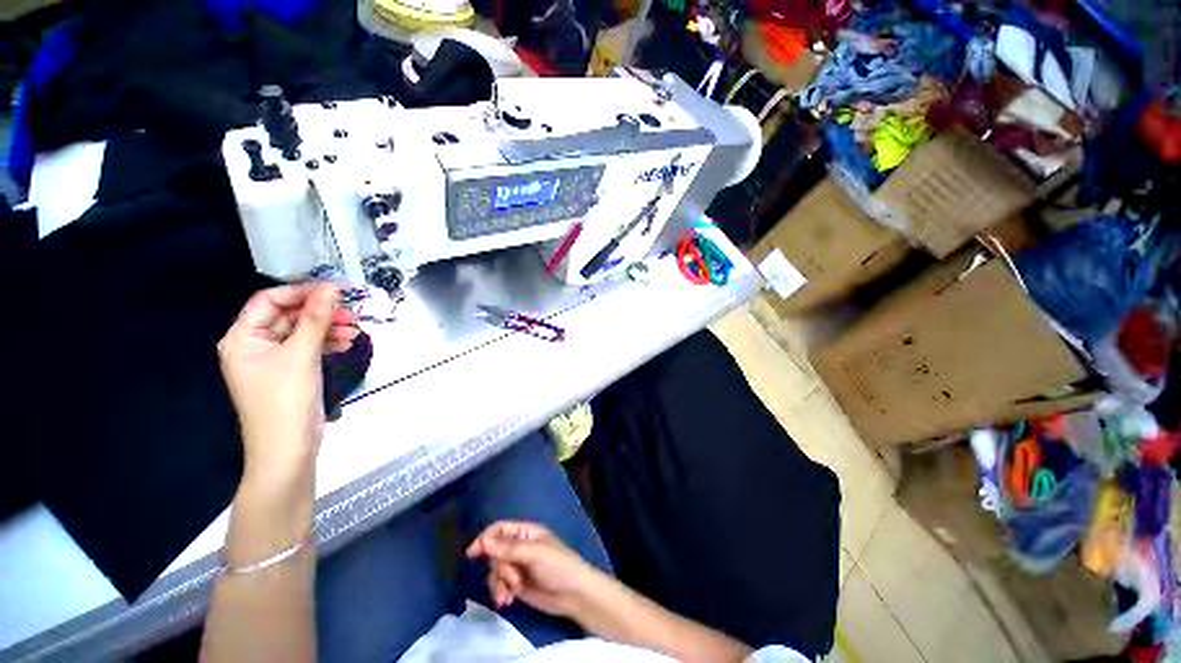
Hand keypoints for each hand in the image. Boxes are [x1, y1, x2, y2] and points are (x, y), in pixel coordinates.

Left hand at [218, 285, 359, 480]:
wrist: (289, 449)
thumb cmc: (285, 400)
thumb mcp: (301, 355)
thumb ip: (316, 320)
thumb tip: (331, 289)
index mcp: (242, 338)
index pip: (270, 301)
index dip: (302, 292)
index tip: (336, 291)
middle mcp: (254, 345)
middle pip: (289, 316)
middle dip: (320, 314)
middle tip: (351, 313)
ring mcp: (273, 360)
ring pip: (303, 332)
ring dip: (328, 328)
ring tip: (355, 331)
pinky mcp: (291, 372)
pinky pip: (309, 348)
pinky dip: (327, 343)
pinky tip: (347, 343)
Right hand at [466, 521, 603, 617]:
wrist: (573, 594)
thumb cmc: (557, 565)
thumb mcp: (534, 554)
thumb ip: (509, 549)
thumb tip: (484, 543)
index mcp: (526, 532)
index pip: (500, 529)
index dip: (485, 538)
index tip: (472, 554)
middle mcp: (520, 547)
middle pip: (495, 553)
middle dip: (499, 569)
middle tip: (512, 580)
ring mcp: (518, 566)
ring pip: (495, 571)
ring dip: (498, 584)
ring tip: (508, 596)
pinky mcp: (517, 584)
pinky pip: (500, 585)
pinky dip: (501, 592)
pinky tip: (508, 601)